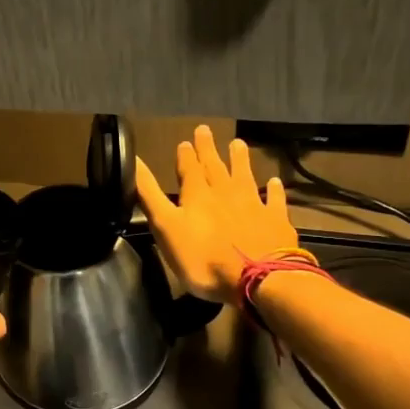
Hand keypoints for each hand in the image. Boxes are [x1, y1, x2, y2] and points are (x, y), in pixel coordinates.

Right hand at [135, 125, 300, 305]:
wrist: (258, 279)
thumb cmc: (204, 258)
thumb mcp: (166, 227)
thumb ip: (150, 194)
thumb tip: (134, 160)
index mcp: (197, 195)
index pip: (189, 169)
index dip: (186, 155)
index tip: (185, 141)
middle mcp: (226, 193)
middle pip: (215, 167)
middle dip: (208, 149)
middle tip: (205, 130)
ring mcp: (254, 205)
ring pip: (244, 176)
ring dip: (240, 160)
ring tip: (237, 144)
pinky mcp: (275, 221)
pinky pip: (274, 201)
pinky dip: (274, 190)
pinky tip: (275, 182)